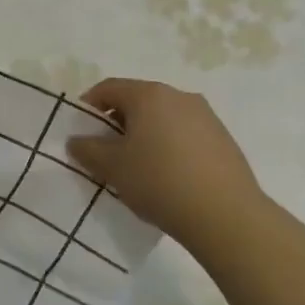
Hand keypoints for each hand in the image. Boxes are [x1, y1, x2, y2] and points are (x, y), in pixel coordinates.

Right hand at [66, 78, 263, 246]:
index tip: (80, 131)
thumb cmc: (159, 181)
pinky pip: (184, 134)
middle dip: (117, 122)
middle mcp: (180, 96)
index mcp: (149, 95)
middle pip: (137, 101)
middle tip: (105, 151)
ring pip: (162, 118)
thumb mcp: (111, 167)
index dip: (88, 106)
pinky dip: (168, 146)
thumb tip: (77, 140)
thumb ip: (87, 149)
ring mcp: (206, 116)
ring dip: (144, 134)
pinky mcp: (223, 139)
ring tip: (136, 166)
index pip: (108, 88)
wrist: (226, 216)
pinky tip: (166, 176)